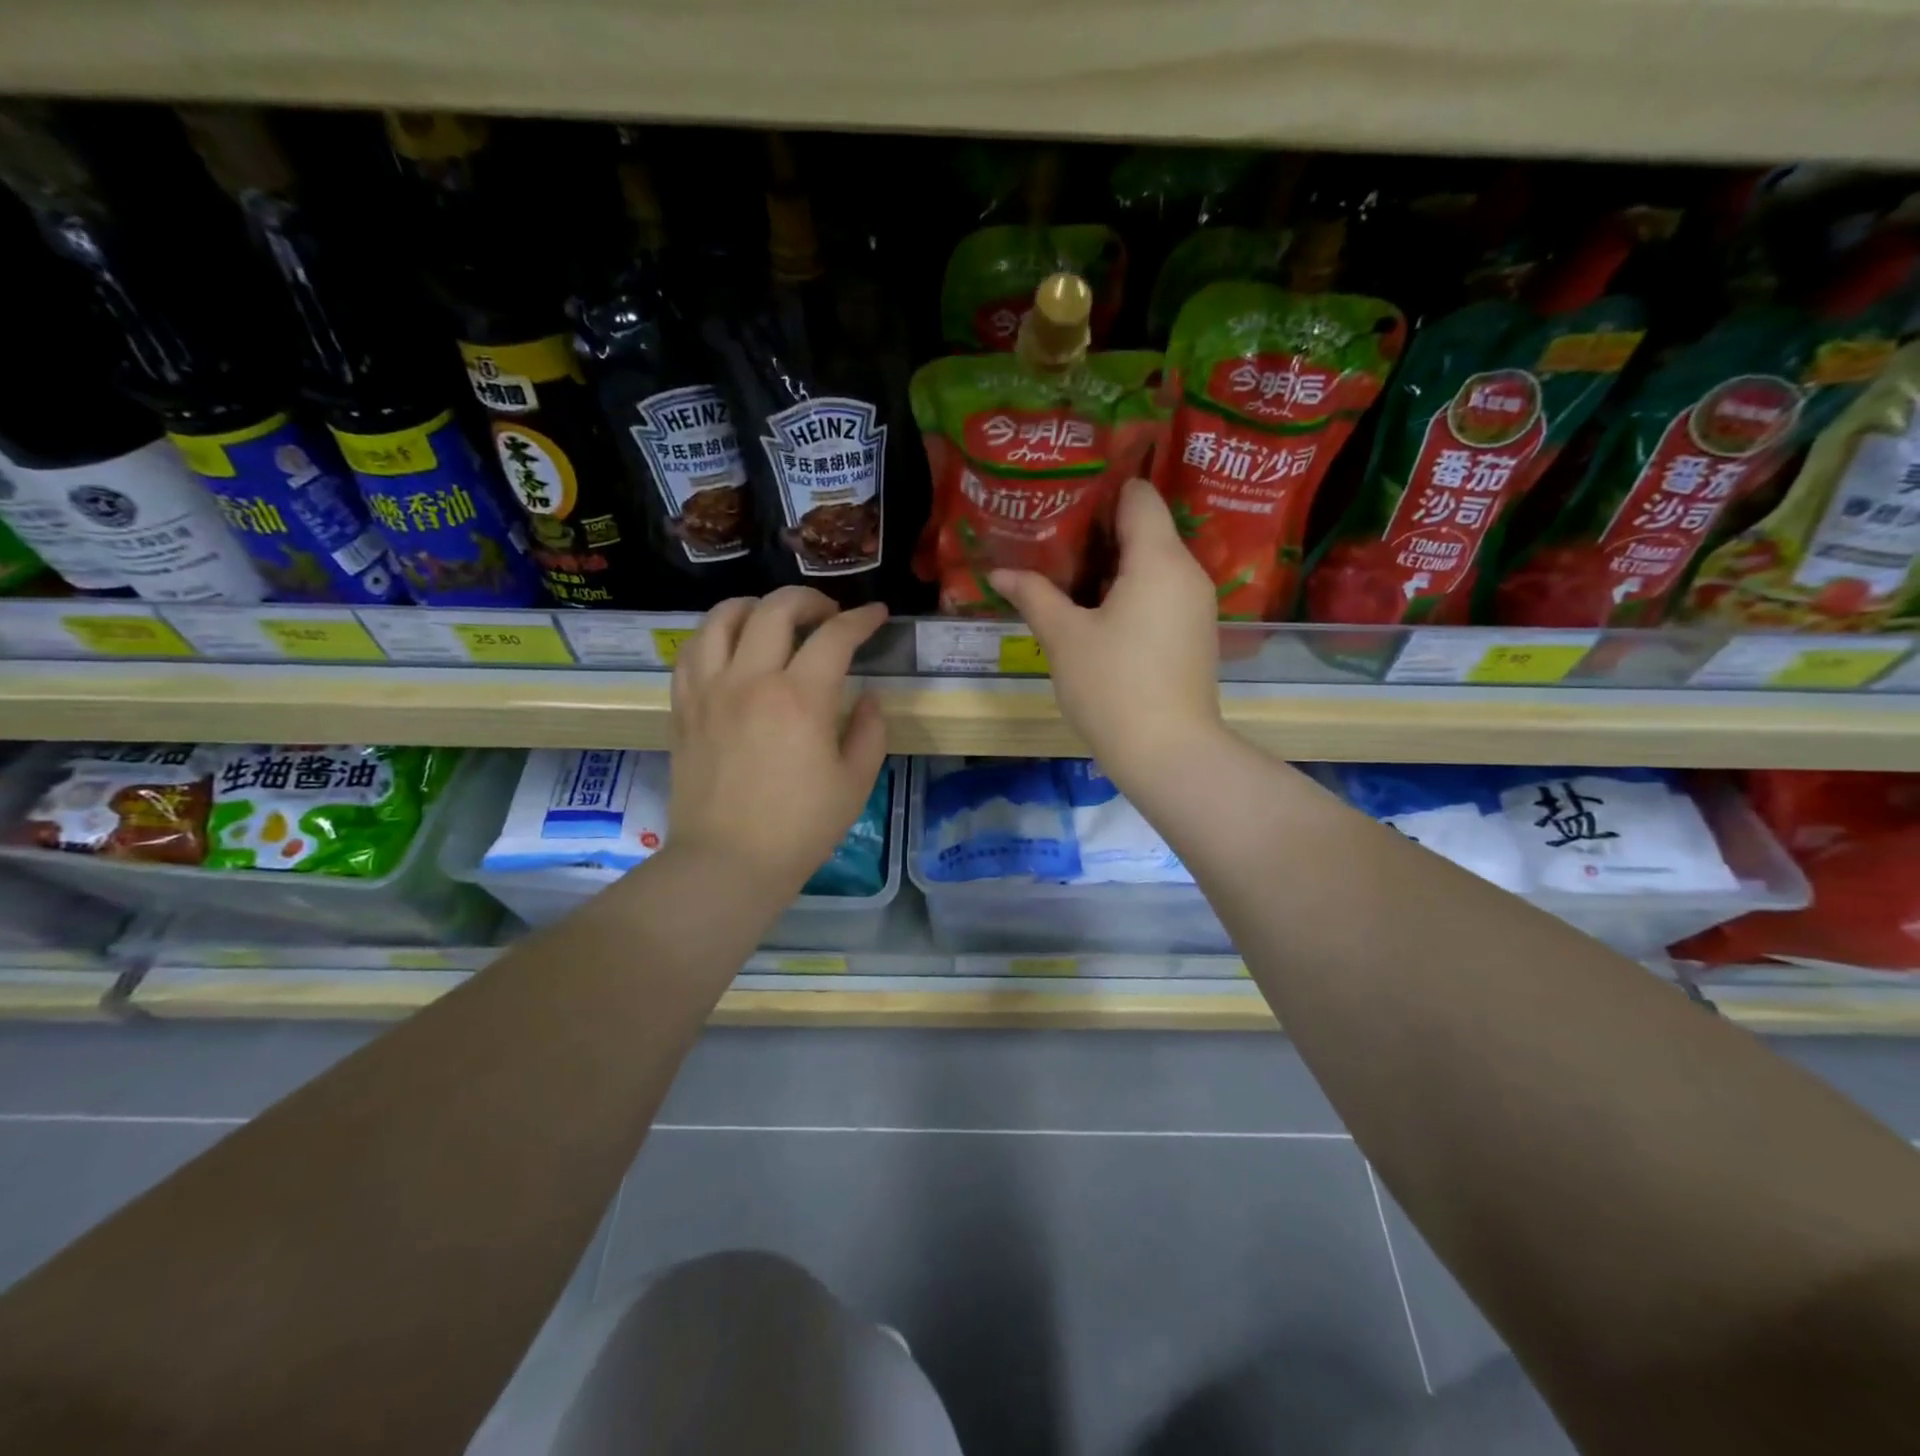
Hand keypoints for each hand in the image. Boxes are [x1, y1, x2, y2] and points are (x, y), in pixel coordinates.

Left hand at [668, 587, 888, 897]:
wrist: (728, 862)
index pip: (835, 636)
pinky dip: (714, 634)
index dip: (861, 619)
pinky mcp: (683, 707)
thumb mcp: (856, 783)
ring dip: (755, 605)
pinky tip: (730, 645)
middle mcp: (751, 680)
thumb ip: (870, 730)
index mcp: (801, 699)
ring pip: (723, 618)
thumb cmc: (800, 828)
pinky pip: (691, 650)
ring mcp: (710, 690)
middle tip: (828, 614)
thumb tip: (869, 696)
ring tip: (773, 618)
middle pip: (776, 609)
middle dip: (810, 599)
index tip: (876, 615)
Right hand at [990, 478, 1222, 785]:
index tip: (1064, 499)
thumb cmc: (1113, 687)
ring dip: (1113, 565)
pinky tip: (1096, 611)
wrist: (1168, 753)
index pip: (1139, 496)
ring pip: (1154, 564)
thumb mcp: (1064, 638)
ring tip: (1066, 573)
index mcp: (1159, 560)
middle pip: (1146, 529)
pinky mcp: (1194, 634)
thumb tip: (1000, 574)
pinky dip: (1131, 592)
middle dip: (1099, 530)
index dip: (1102, 490)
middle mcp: (1187, 573)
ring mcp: (1196, 606)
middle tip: (1052, 536)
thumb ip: (1034, 595)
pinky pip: (1161, 593)